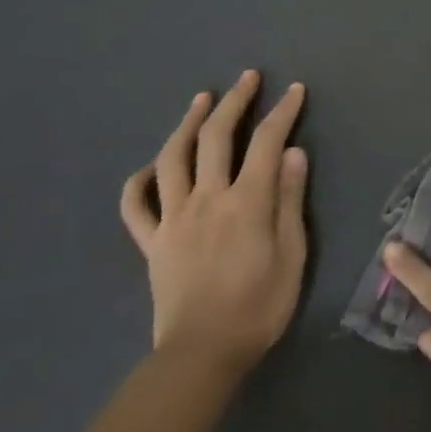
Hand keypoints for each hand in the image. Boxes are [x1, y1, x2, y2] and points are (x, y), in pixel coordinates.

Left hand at [120, 71, 308, 370]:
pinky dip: (140, 180)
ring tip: (201, 100)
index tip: (295, 90)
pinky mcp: (152, 242)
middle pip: (216, 137)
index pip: (266, 142)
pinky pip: (135, 205)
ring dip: (187, 123)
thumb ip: (289, 199)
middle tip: (247, 78)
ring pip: (173, 158)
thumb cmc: (260, 305)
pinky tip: (152, 166)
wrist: (203, 354)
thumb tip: (292, 152)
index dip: (282, 112)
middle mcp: (206, 199)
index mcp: (246, 201)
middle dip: (234, 102)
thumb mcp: (292, 253)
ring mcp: (173, 218)